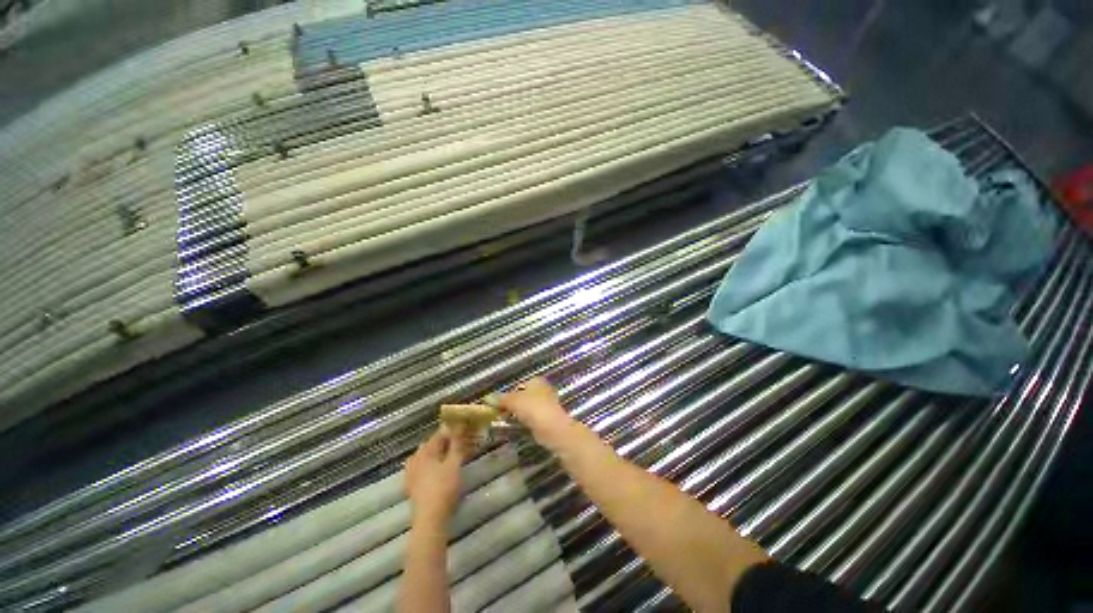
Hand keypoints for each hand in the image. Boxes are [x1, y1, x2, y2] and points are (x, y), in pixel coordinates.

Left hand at [405, 428, 466, 524]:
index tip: (464, 429)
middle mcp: (416, 459)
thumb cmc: (444, 488)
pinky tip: (435, 469)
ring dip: (436, 452)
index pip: (439, 434)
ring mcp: (411, 473)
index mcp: (426, 451)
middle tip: (459, 442)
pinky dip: (429, 464)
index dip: (452, 430)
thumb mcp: (454, 463)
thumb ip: (456, 444)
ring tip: (448, 454)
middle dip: (444, 441)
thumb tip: (458, 426)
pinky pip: (420, 467)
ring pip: (424, 455)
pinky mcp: (411, 485)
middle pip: (430, 444)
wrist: (430, 518)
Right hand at [499, 377, 578, 451]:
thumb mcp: (513, 401)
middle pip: (523, 397)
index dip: (508, 394)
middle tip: (501, 414)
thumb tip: (487, 398)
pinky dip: (525, 422)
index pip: (518, 385)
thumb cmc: (532, 408)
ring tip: (506, 422)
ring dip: (518, 415)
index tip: (499, 404)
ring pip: (527, 408)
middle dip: (512, 405)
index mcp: (536, 381)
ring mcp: (546, 404)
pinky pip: (532, 418)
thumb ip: (501, 399)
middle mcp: (543, 389)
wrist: (551, 427)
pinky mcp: (547, 418)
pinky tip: (517, 428)